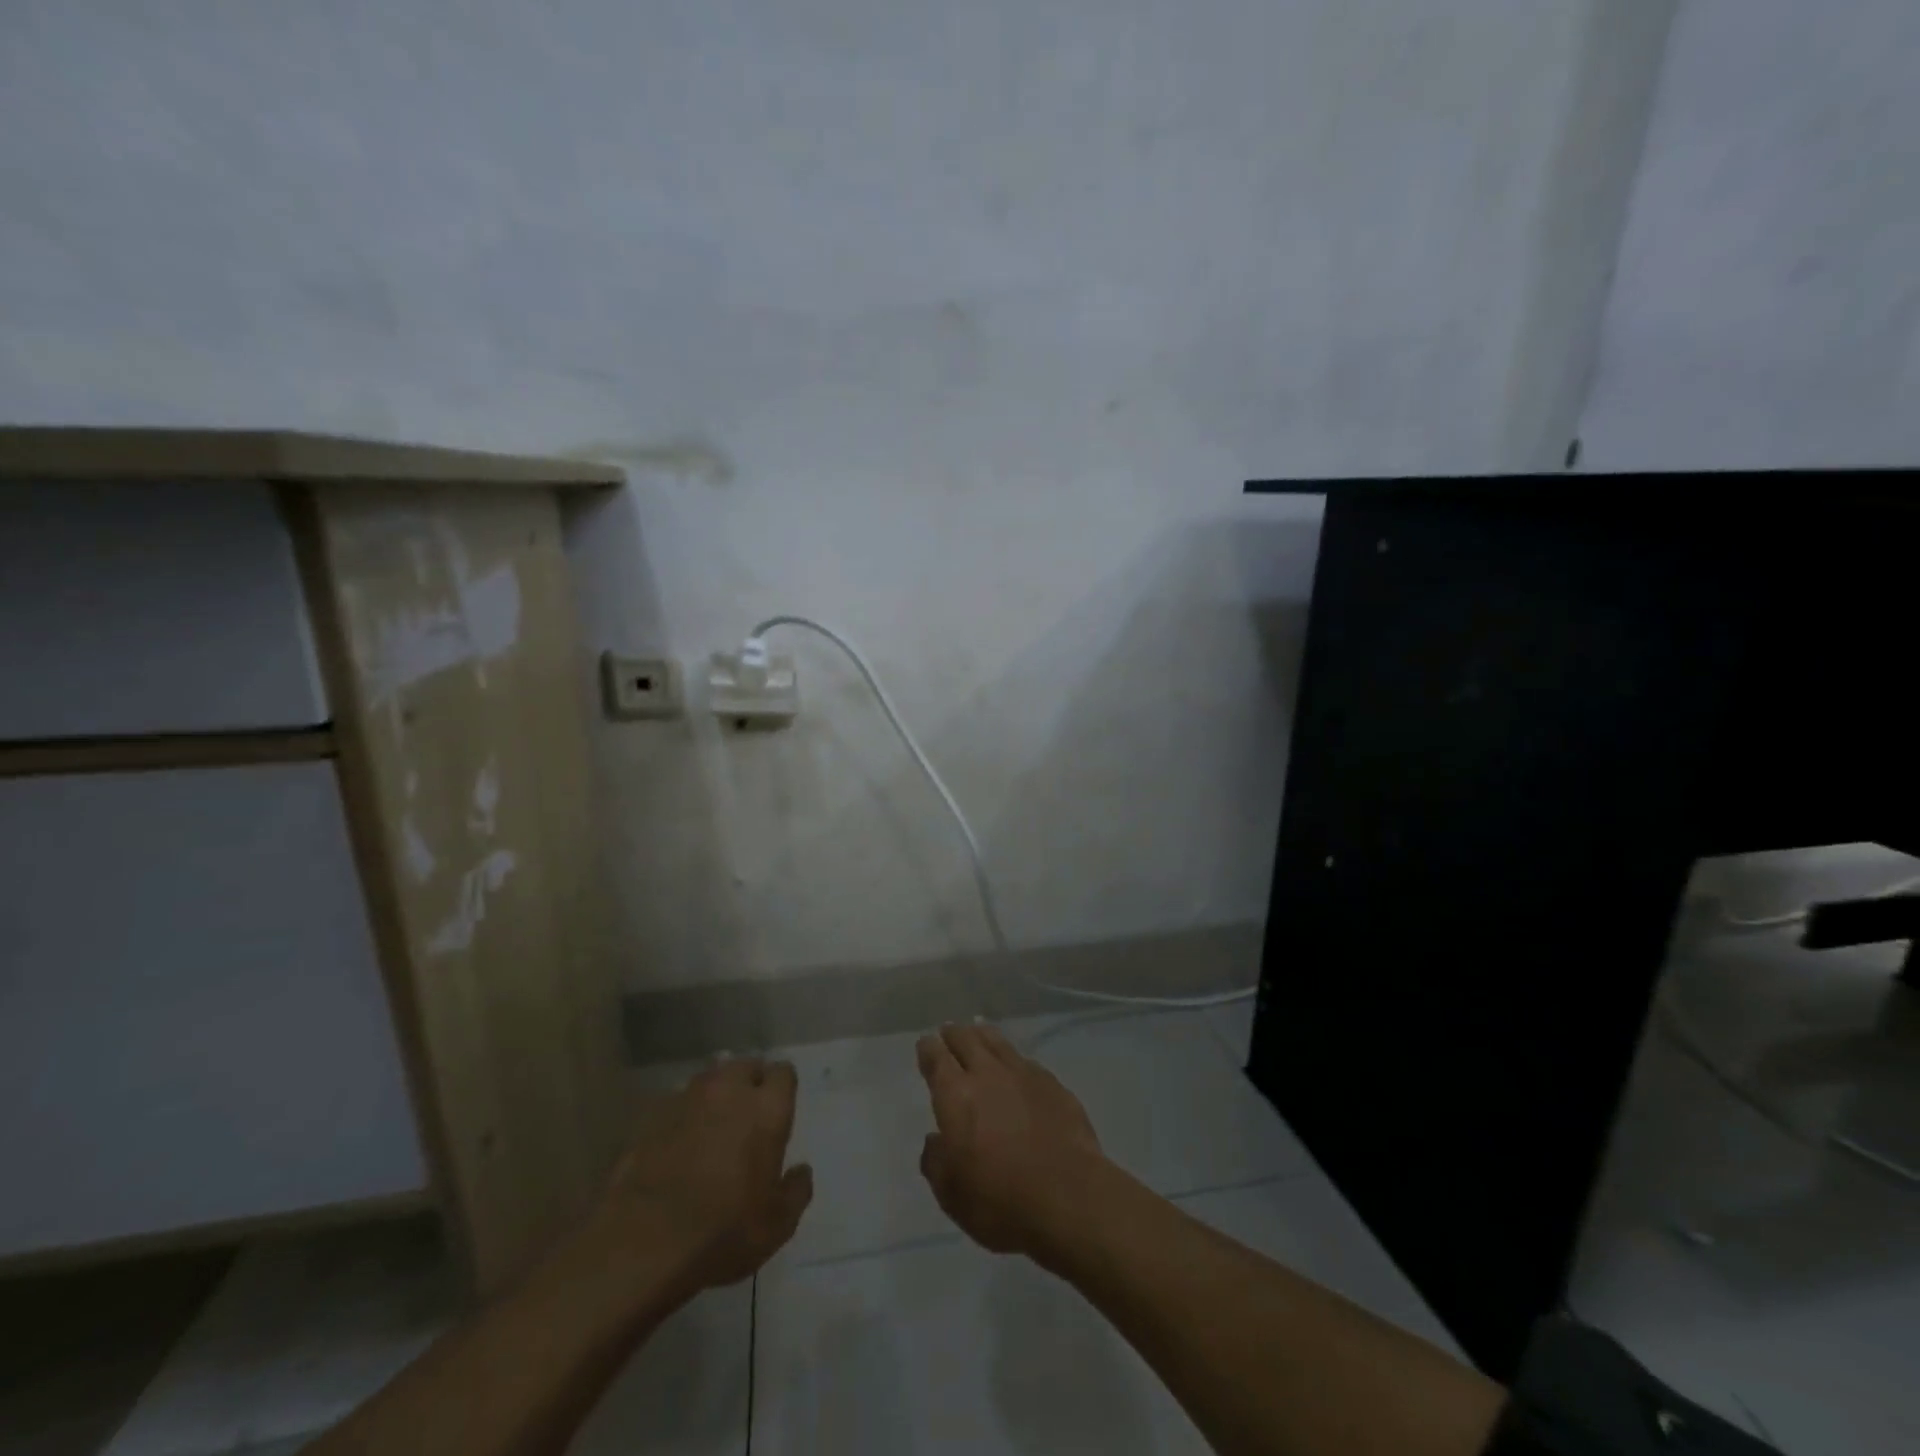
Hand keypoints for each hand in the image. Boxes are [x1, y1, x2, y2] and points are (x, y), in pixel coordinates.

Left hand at [597, 1056, 813, 1293]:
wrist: (642, 1244)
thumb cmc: (722, 1233)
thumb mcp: (777, 1225)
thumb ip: (796, 1191)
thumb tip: (801, 1171)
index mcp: (766, 1108)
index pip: (783, 1073)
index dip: (782, 1089)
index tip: (779, 1110)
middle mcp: (729, 1091)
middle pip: (745, 1066)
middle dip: (749, 1082)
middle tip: (747, 1114)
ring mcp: (686, 1100)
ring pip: (709, 1080)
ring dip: (715, 1095)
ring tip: (712, 1125)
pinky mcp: (651, 1118)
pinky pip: (676, 1103)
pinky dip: (683, 1116)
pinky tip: (678, 1144)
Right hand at [916, 1023, 1107, 1262]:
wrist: (1069, 1197)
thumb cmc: (1000, 1201)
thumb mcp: (952, 1194)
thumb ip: (936, 1162)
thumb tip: (936, 1140)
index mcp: (956, 1095)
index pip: (937, 1059)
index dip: (928, 1048)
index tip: (925, 1043)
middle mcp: (987, 1074)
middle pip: (967, 1040)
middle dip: (954, 1034)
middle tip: (949, 1032)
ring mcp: (1024, 1074)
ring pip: (998, 1042)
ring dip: (983, 1035)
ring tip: (978, 1031)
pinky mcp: (1053, 1084)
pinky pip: (1026, 1061)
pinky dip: (1013, 1059)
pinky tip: (1016, 1066)